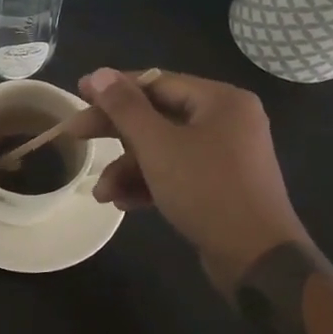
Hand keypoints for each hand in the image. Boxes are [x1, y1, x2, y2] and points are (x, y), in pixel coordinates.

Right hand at [78, 68, 305, 288]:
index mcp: (221, 101)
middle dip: (115, 133)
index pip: (157, 83)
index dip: (114, 89)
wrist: (257, 260)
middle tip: (75, 135)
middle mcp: (226, 121)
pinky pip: (177, 173)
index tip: (79, 94)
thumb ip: (125, 108)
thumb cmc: (207, 190)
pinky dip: (149, 184)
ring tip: (101, 193)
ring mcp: (225, 156)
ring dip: (128, 168)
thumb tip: (100, 73)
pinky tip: (122, 203)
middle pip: (158, 116)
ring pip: (163, 149)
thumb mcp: (158, 146)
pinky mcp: (220, 186)